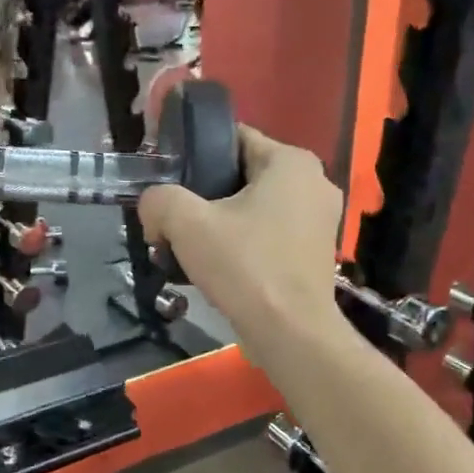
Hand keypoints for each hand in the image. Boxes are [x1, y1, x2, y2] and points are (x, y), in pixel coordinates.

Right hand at [137, 127, 341, 345]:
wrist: (291, 334)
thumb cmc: (245, 266)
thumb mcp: (187, 224)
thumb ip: (159, 200)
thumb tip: (152, 206)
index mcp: (291, 162)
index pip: (232, 138)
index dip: (193, 155)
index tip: (167, 180)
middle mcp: (314, 182)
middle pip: (242, 175)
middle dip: (204, 195)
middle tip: (172, 219)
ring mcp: (321, 220)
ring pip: (255, 207)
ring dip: (222, 222)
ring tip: (189, 246)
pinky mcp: (317, 253)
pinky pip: (269, 234)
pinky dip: (244, 243)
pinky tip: (218, 266)